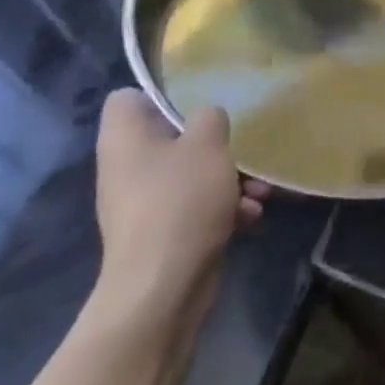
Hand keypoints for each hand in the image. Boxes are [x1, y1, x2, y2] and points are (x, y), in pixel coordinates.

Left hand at [88, 90, 267, 330]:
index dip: (161, 94)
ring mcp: (143, 203)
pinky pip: (195, 207)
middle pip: (171, 137)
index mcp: (124, 137)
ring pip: (190, 174)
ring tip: (260, 192)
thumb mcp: (207, 144)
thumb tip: (206, 120)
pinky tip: (251, 219)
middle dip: (214, 144)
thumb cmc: (180, 202)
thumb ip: (210, 118)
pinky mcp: (162, 234)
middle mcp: (127, 166)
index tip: (198, 100)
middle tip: (241, 149)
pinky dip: (222, 209)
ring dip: (228, 180)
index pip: (129, 97)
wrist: (162, 290)